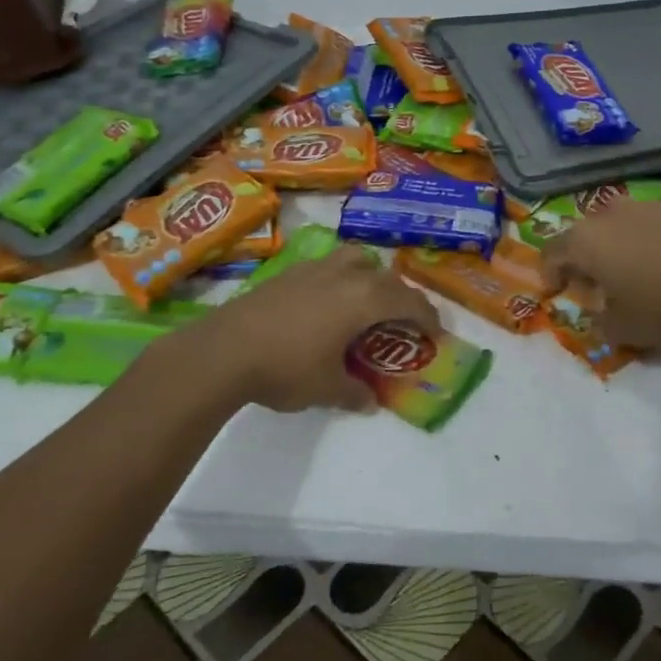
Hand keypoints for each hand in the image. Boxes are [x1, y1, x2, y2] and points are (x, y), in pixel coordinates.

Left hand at [194, 246, 439, 413]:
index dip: (428, 317)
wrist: (224, 350)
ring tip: (366, 301)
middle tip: (404, 320)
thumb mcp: (326, 388)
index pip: (408, 301)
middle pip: (386, 276)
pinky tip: (326, 305)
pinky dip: (340, 280)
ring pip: (355, 259)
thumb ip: (353, 392)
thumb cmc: (285, 368)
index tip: (436, 334)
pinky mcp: (288, 272)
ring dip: (370, 276)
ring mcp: (314, 268)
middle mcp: (344, 275)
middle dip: (401, 296)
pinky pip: (328, 267)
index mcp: (363, 299)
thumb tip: (369, 401)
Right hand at [541, 201, 660, 350]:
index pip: (551, 251)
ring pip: (622, 226)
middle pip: (586, 235)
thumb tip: (599, 316)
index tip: (555, 292)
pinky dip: (654, 242)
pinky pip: (656, 226)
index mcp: (586, 241)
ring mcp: (649, 206)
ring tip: (637, 275)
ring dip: (621, 248)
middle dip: (585, 260)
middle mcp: (611, 215)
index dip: (548, 272)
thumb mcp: (624, 330)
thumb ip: (600, 324)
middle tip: (596, 286)